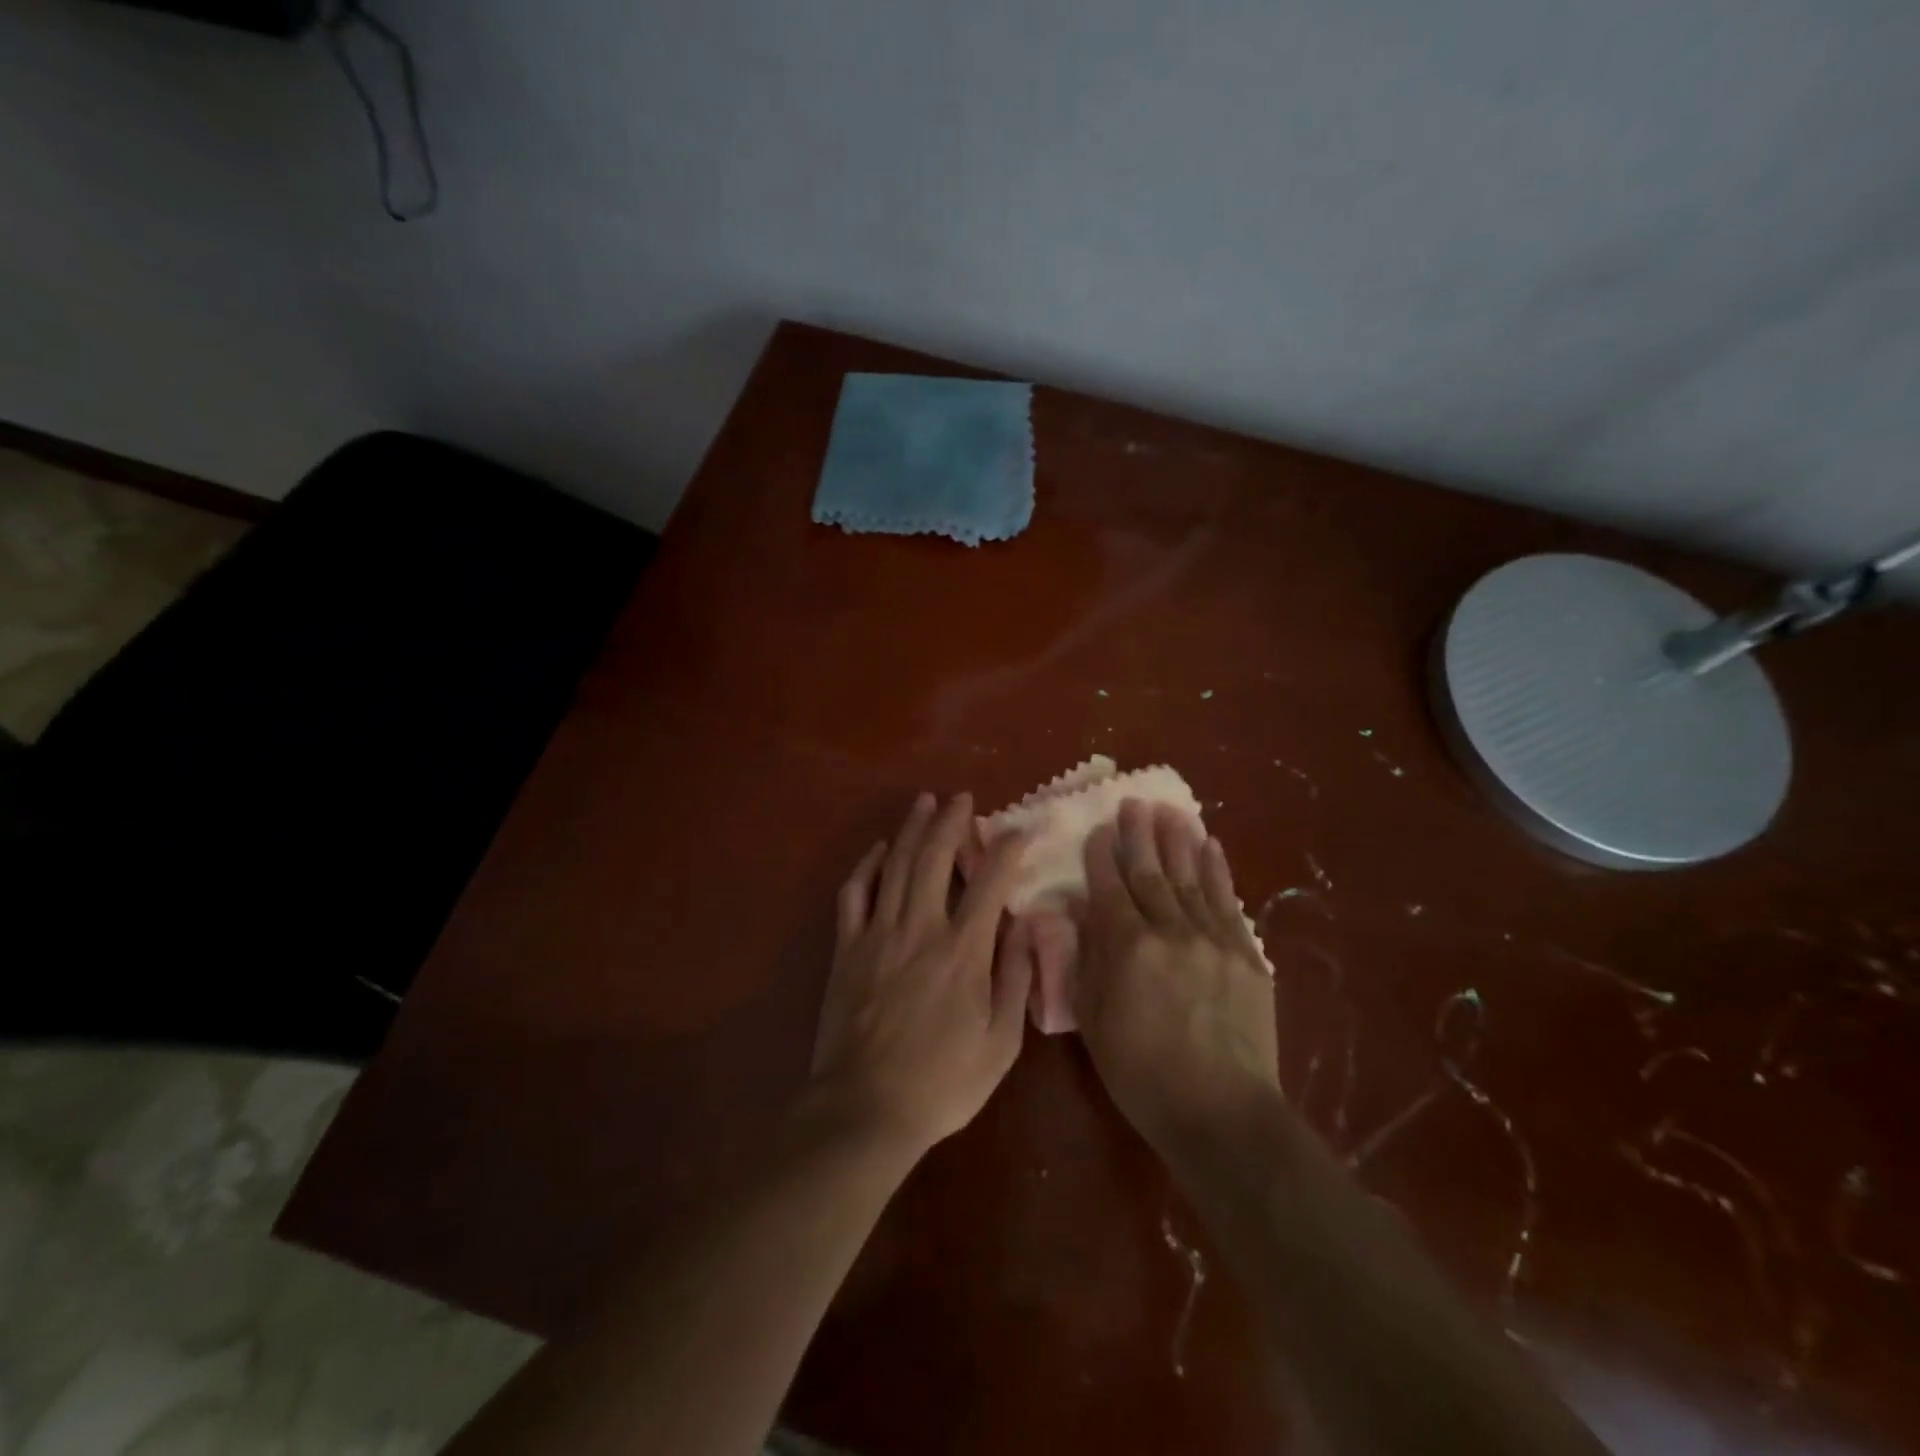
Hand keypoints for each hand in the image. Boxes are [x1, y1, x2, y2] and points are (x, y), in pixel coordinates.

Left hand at [809, 792, 1032, 1156]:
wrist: (865, 1108)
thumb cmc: (942, 1082)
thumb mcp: (1001, 1042)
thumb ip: (1015, 979)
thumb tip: (1024, 928)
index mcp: (962, 951)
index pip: (989, 882)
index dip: (1006, 850)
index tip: (1018, 831)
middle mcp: (920, 928)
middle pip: (934, 858)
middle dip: (951, 821)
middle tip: (961, 798)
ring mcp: (877, 933)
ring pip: (895, 864)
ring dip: (911, 829)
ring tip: (923, 802)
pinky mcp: (847, 947)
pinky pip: (854, 892)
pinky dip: (866, 865)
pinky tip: (878, 849)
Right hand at [1072, 799, 1278, 1155]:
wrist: (1221, 1113)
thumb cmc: (1141, 1073)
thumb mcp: (1094, 1020)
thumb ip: (1087, 960)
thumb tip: (1081, 915)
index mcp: (1128, 947)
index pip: (1110, 887)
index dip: (1101, 856)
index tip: (1098, 829)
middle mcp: (1170, 931)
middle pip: (1151, 873)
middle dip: (1139, 835)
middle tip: (1133, 802)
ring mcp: (1213, 939)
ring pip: (1190, 878)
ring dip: (1177, 841)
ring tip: (1170, 810)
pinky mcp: (1245, 955)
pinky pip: (1227, 901)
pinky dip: (1217, 871)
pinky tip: (1210, 846)